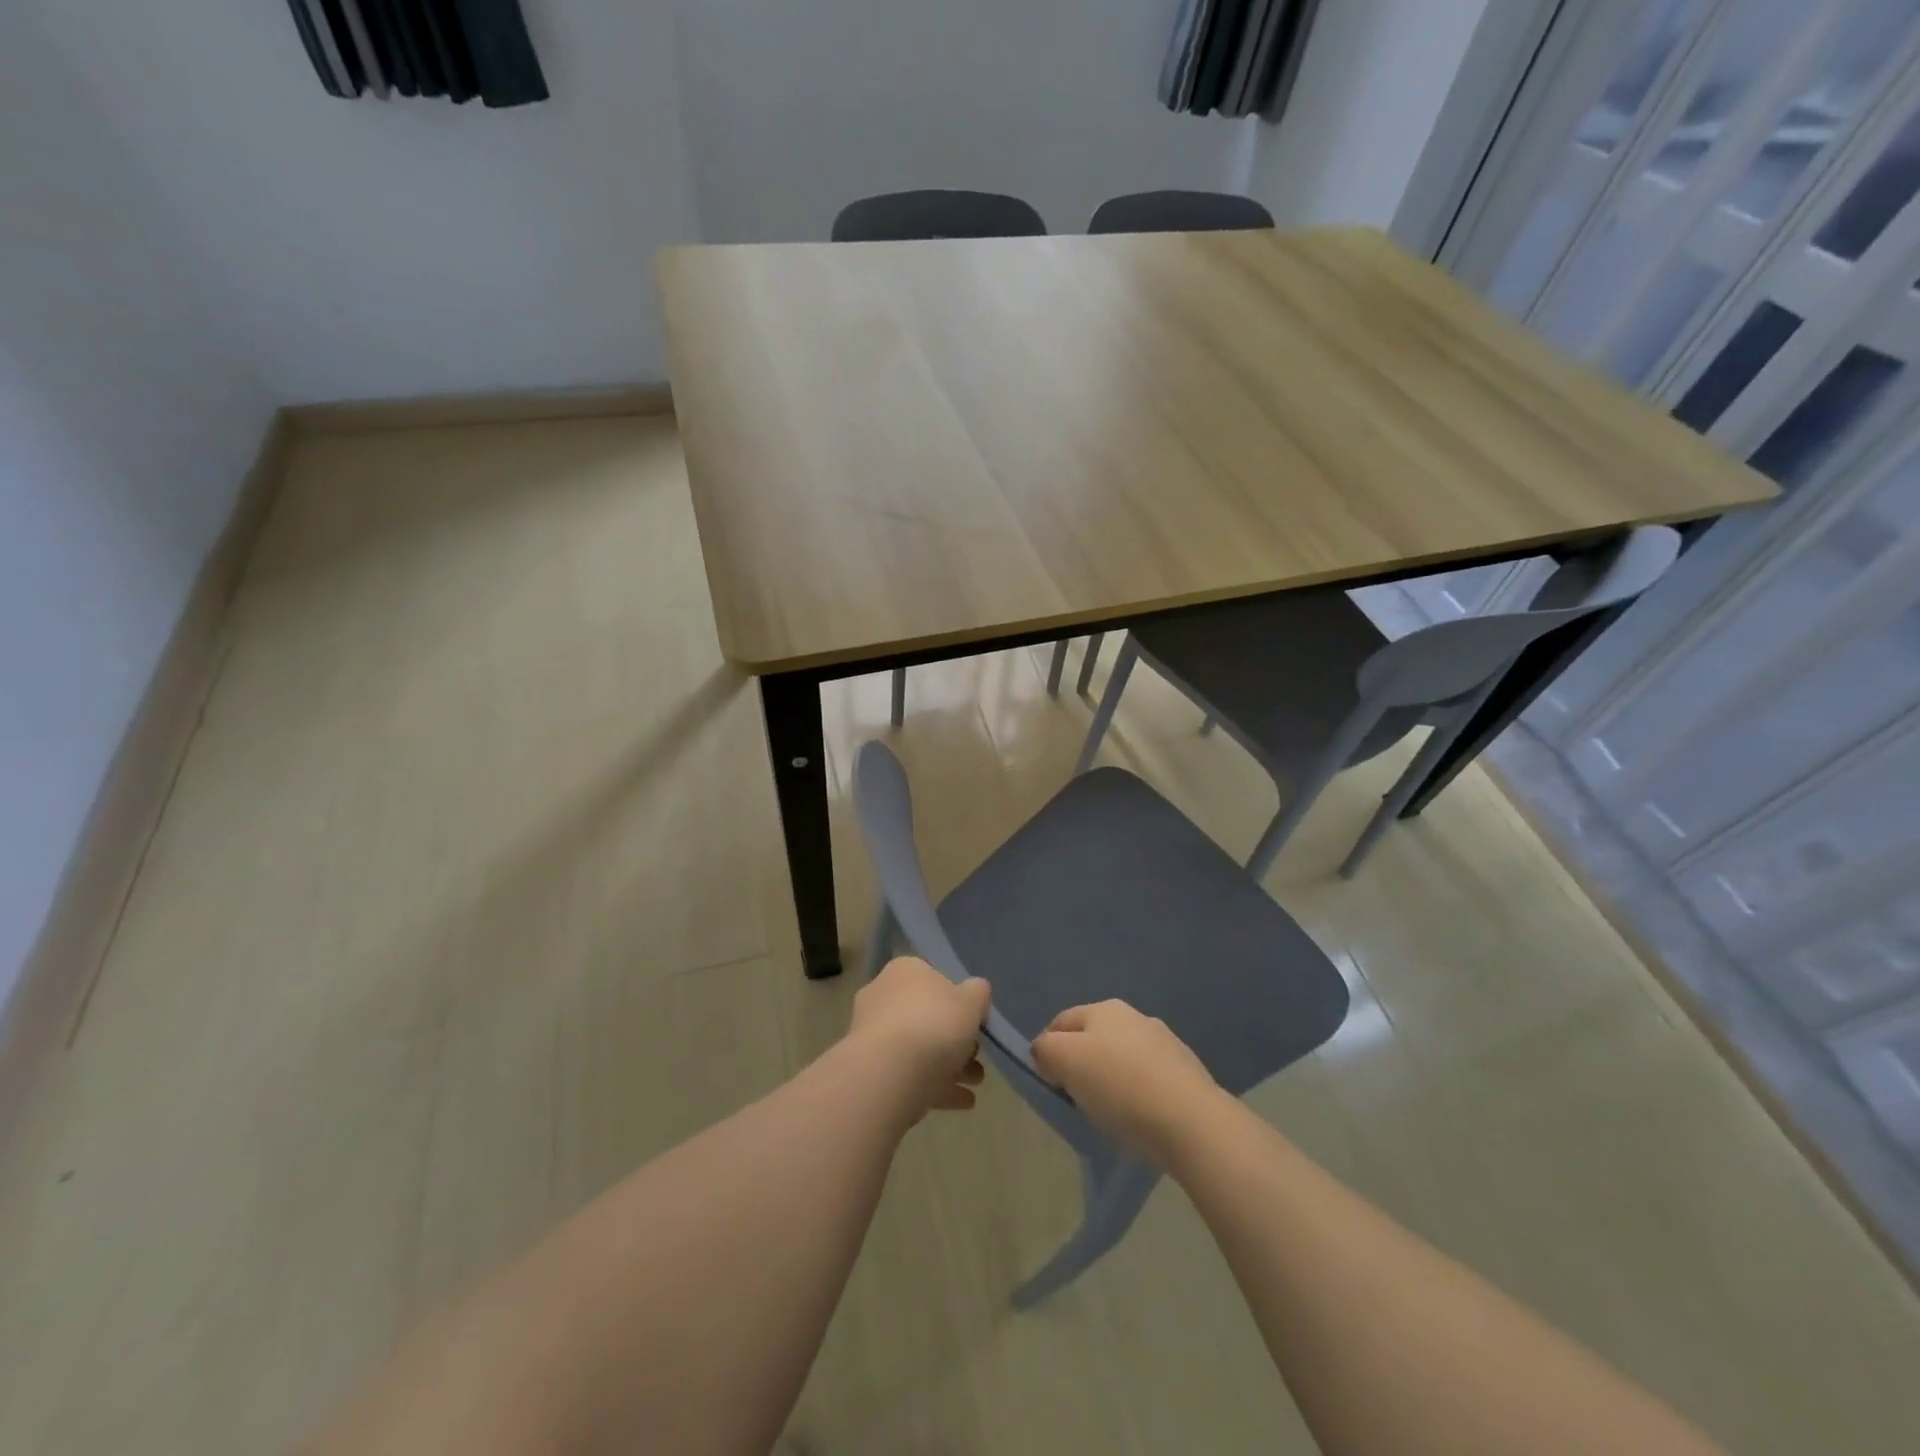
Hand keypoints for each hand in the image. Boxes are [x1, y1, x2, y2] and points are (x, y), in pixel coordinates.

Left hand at [847, 958, 990, 1115]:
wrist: (888, 1074)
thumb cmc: (933, 1024)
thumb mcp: (972, 1001)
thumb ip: (977, 993)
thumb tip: (975, 990)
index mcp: (904, 970)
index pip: (933, 977)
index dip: (957, 998)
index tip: (975, 1021)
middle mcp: (882, 995)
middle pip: (926, 1015)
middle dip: (955, 1038)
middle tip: (978, 1056)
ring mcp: (872, 1033)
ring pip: (918, 1047)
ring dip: (949, 1065)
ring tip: (976, 1083)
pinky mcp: (870, 1069)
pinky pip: (908, 1073)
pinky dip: (934, 1085)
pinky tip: (962, 1100)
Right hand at [1031, 1001, 1225, 1168]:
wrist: (1191, 1122)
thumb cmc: (1120, 1087)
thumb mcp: (1066, 1061)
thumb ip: (1046, 1050)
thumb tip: (1044, 1051)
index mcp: (1104, 1008)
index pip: (1061, 1021)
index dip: (1046, 1048)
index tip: (1046, 1081)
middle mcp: (1136, 1017)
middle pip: (1093, 1037)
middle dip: (1080, 1062)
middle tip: (1074, 1097)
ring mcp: (1165, 1043)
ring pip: (1123, 1057)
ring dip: (1110, 1076)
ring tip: (1108, 1111)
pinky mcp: (1187, 1072)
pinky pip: (1148, 1078)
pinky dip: (1137, 1092)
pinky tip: (1139, 1116)